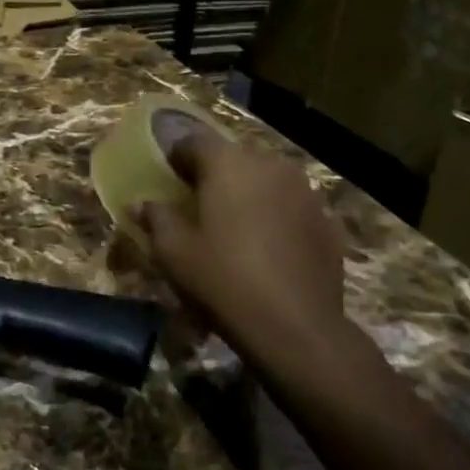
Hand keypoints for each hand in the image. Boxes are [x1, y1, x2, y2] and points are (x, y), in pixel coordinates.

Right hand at [132, 127, 345, 362]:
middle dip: (216, 176)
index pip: (194, 141)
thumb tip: (142, 204)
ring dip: (249, 194)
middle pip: (233, 158)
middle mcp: (268, 164)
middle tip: (201, 207)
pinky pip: (291, 206)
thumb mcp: (173, 252)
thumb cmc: (223, 279)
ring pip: (266, 180)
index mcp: (227, 162)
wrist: (296, 328)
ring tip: (237, 228)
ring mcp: (304, 190)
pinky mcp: (326, 220)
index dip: (178, 159)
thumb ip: (156, 218)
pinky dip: (277, 217)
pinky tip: (270, 249)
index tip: (170, 182)